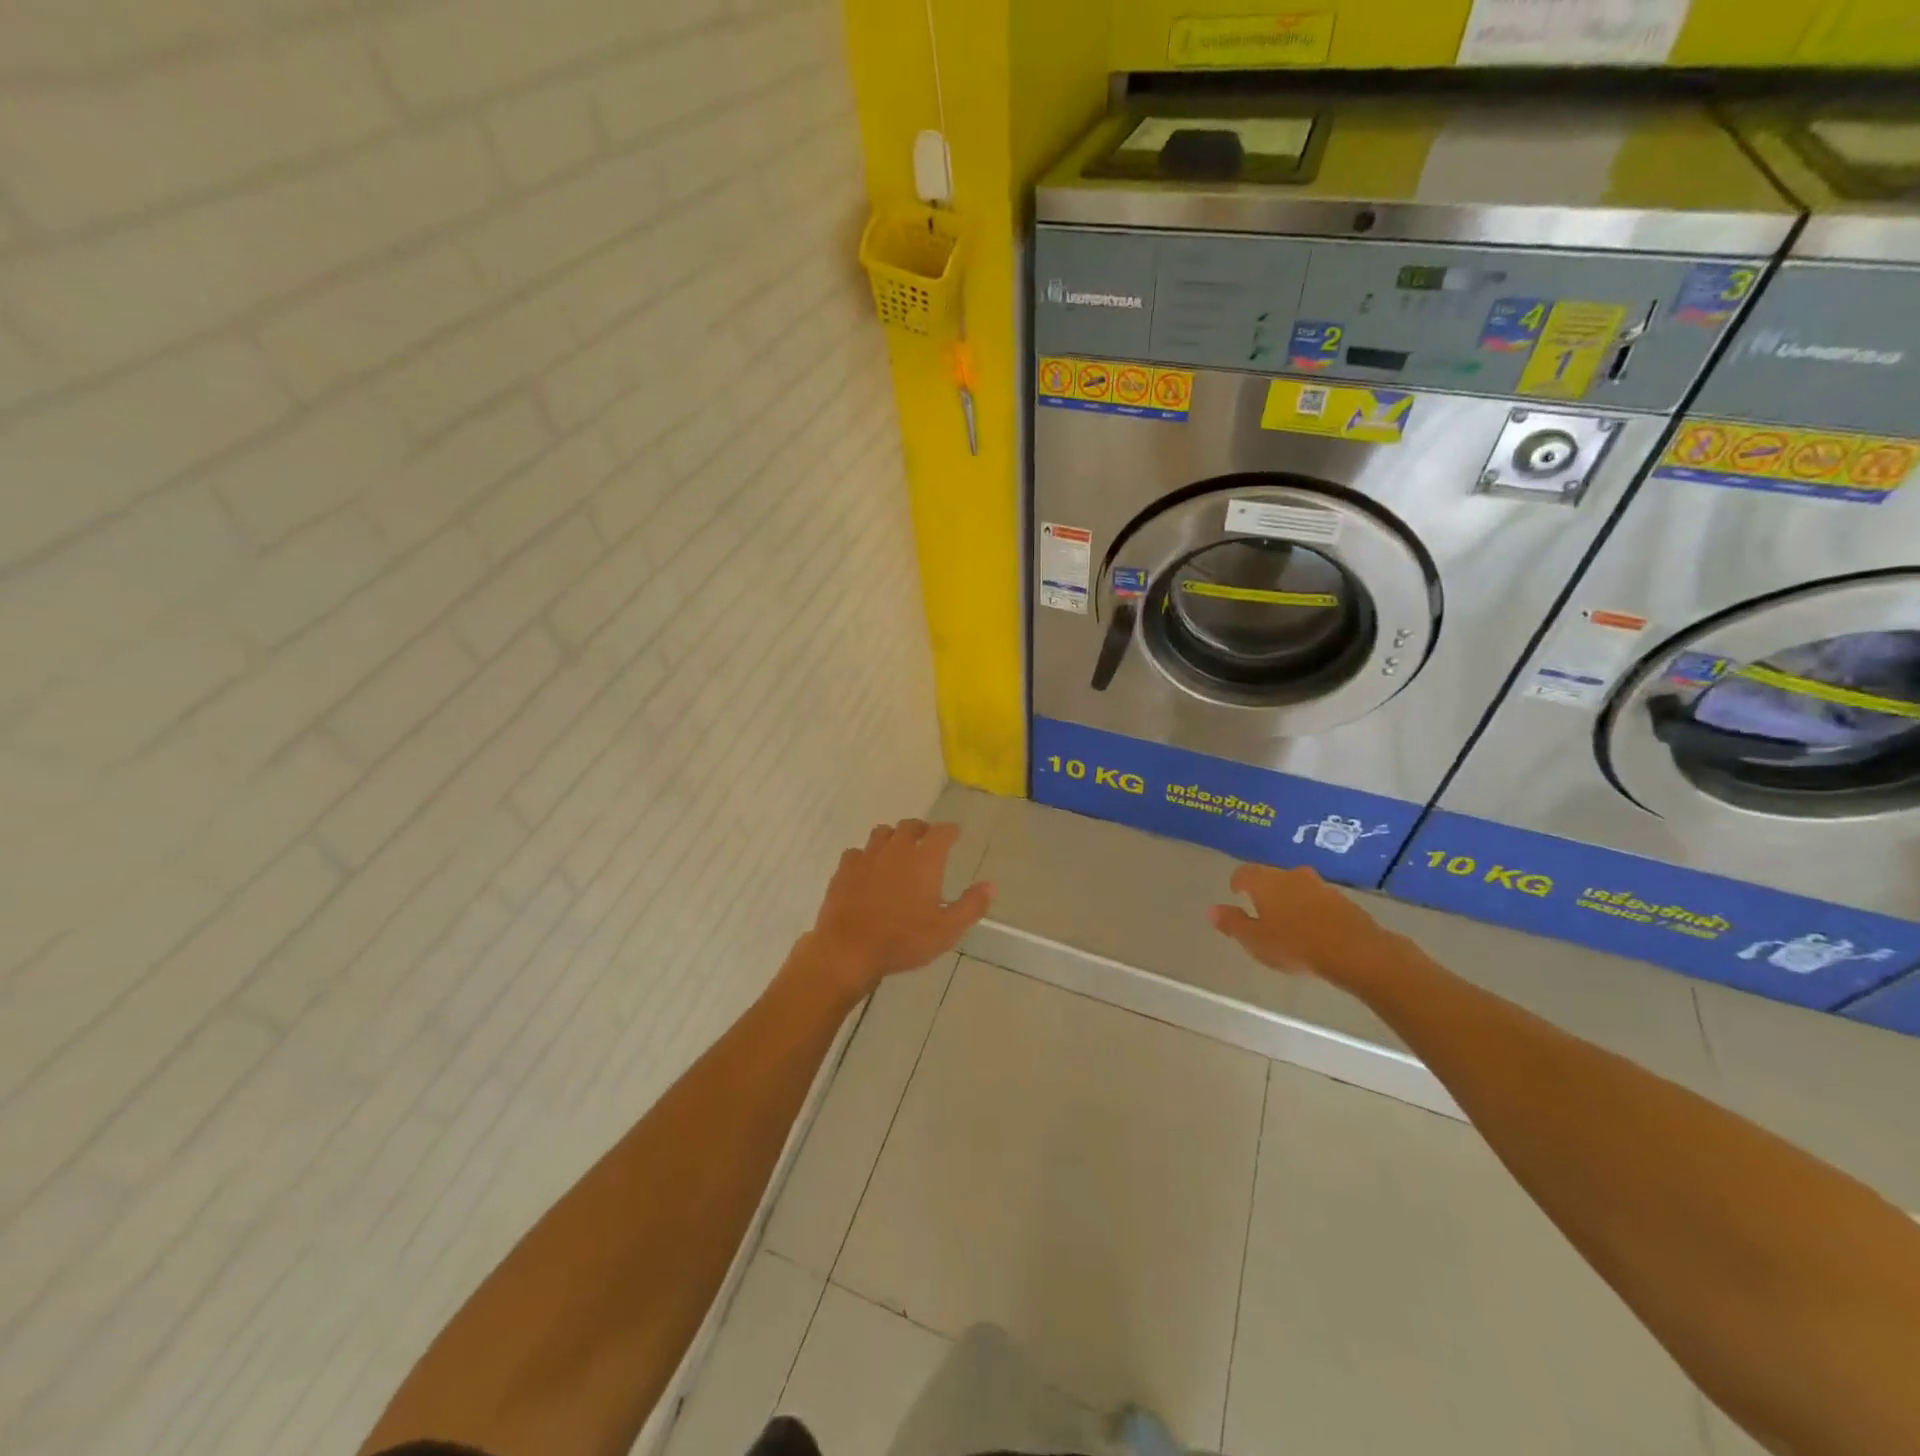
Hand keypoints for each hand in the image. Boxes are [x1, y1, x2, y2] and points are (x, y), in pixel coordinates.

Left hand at [799, 820, 993, 999]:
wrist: (849, 949)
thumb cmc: (903, 940)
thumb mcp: (947, 930)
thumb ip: (971, 905)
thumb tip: (991, 885)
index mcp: (925, 860)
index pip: (942, 832)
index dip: (950, 830)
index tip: (955, 833)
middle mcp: (897, 850)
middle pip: (910, 826)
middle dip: (922, 829)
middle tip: (927, 838)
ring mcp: (867, 856)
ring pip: (882, 833)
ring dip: (893, 836)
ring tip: (897, 849)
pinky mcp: (844, 869)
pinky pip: (857, 851)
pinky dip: (866, 855)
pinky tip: (867, 868)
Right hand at [1209, 864, 1394, 983]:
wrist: (1356, 951)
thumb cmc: (1296, 945)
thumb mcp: (1255, 941)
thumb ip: (1232, 924)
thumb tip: (1212, 909)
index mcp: (1265, 882)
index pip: (1244, 873)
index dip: (1238, 882)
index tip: (1236, 893)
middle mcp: (1291, 876)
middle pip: (1272, 877)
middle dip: (1265, 890)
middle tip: (1261, 908)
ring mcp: (1320, 886)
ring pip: (1297, 886)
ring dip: (1290, 898)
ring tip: (1288, 919)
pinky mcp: (1342, 900)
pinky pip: (1318, 899)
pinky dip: (1311, 908)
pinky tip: (1313, 928)